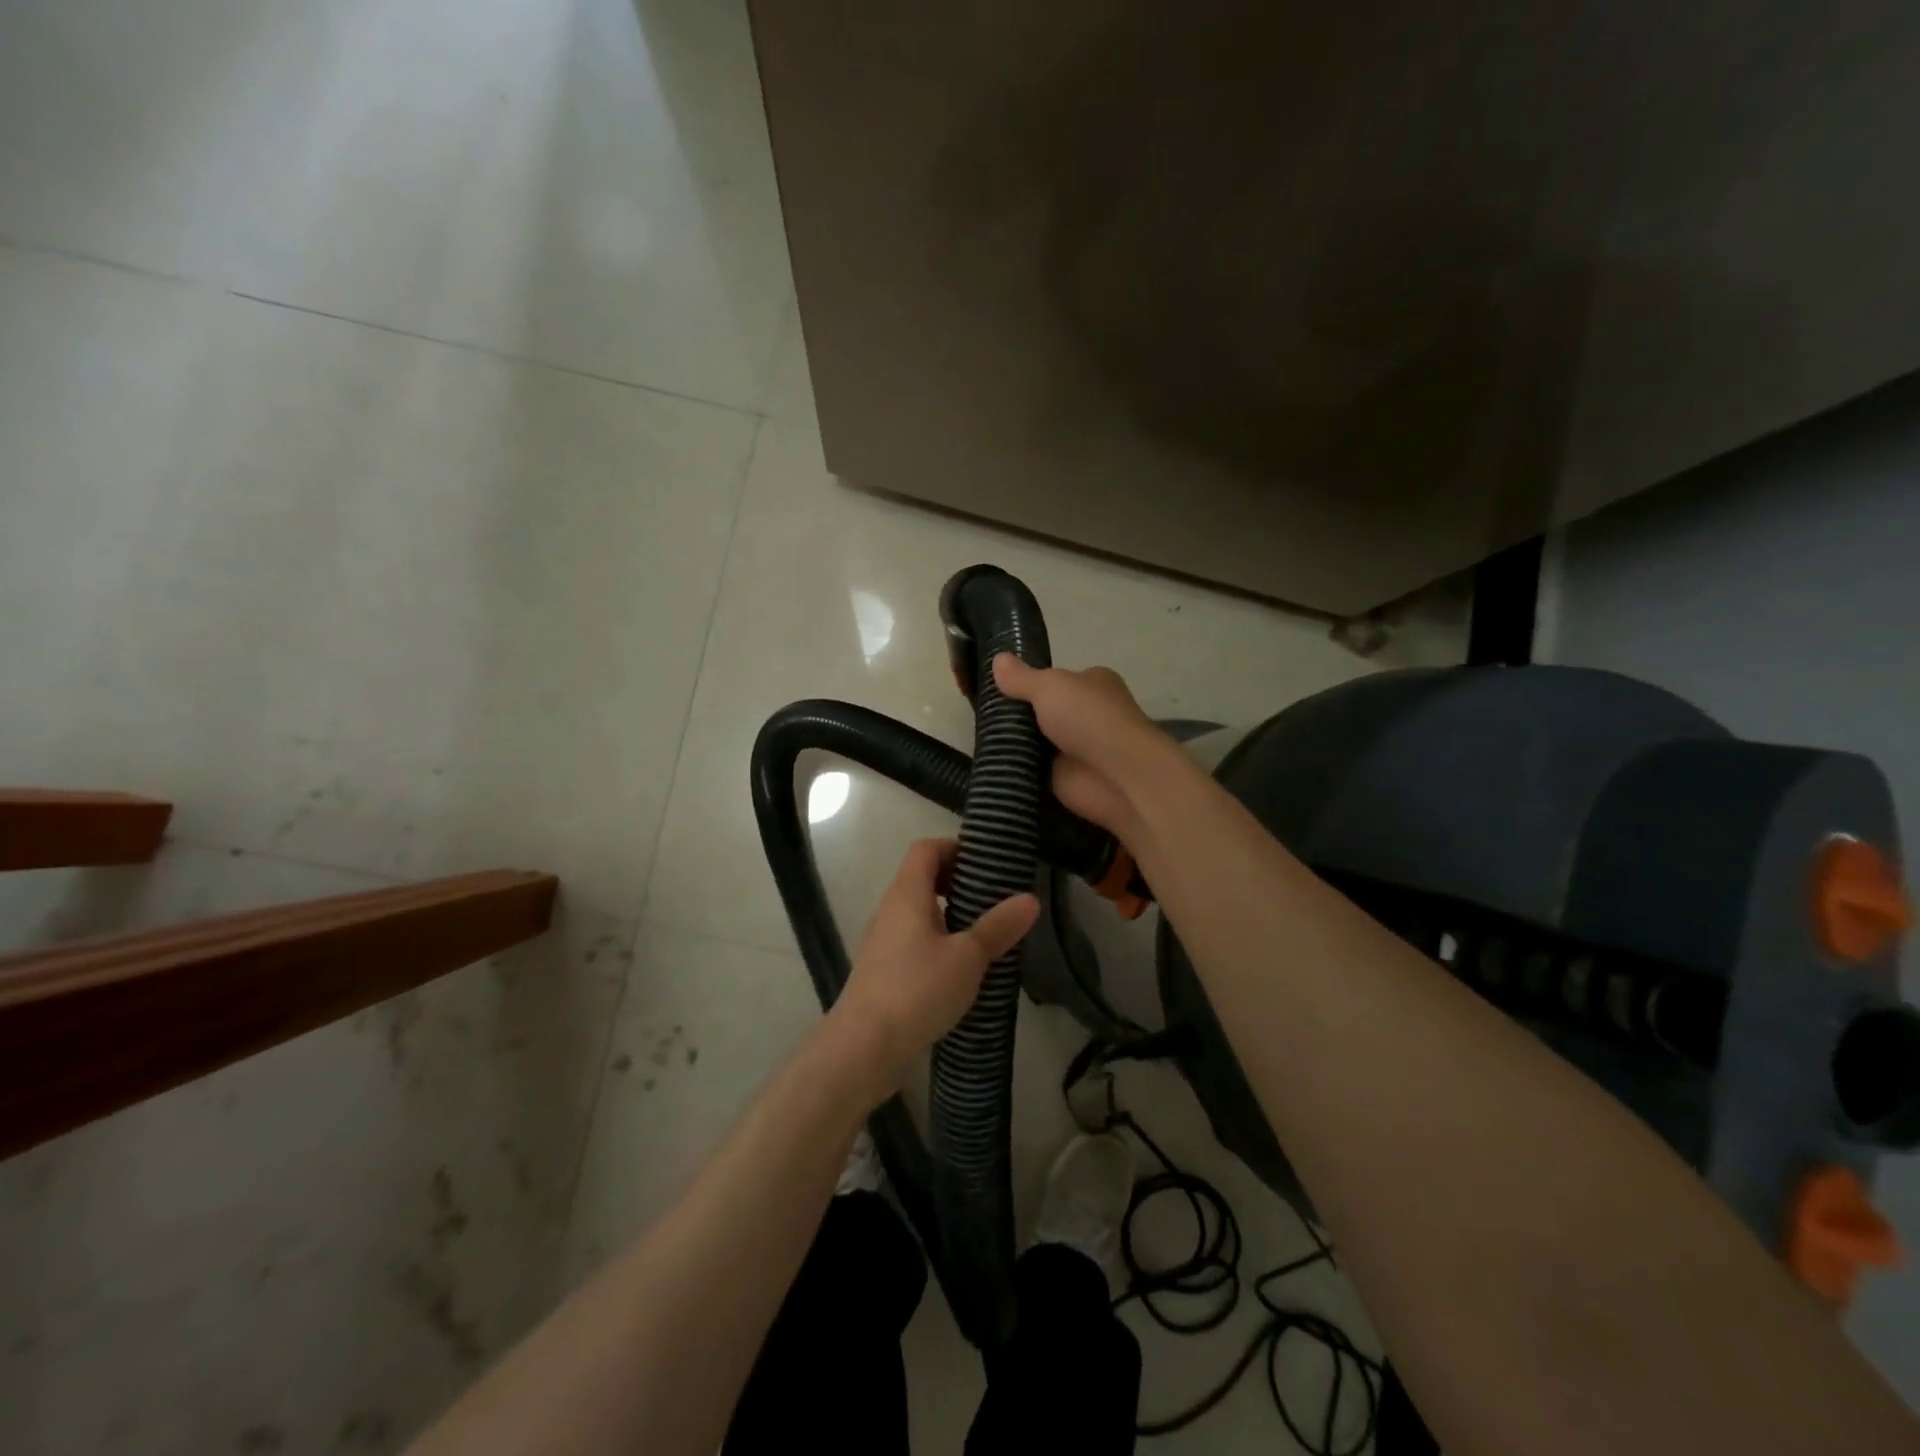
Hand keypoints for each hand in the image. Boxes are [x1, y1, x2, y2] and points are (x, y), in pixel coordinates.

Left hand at [830, 839, 1039, 1095]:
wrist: (864, 1047)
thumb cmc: (918, 989)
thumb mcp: (968, 957)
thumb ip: (998, 926)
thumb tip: (1030, 898)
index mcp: (907, 893)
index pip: (926, 849)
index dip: (955, 847)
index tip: (988, 863)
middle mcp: (891, 909)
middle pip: (922, 877)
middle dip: (958, 881)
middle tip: (994, 897)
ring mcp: (883, 940)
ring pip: (919, 911)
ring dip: (950, 914)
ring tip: (985, 931)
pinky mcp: (884, 969)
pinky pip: (914, 939)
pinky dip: (938, 940)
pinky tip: (962, 967)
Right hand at [991, 654, 1178, 841]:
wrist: (1116, 776)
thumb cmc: (1089, 718)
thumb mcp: (1049, 686)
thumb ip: (1021, 677)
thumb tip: (996, 659)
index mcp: (1092, 684)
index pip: (1054, 680)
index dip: (1027, 682)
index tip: (995, 686)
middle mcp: (1087, 714)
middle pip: (1042, 711)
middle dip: (1017, 715)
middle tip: (981, 713)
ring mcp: (1076, 748)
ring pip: (1035, 741)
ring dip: (1014, 742)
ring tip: (978, 736)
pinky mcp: (1066, 778)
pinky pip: (1033, 769)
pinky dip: (1017, 768)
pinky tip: (991, 762)